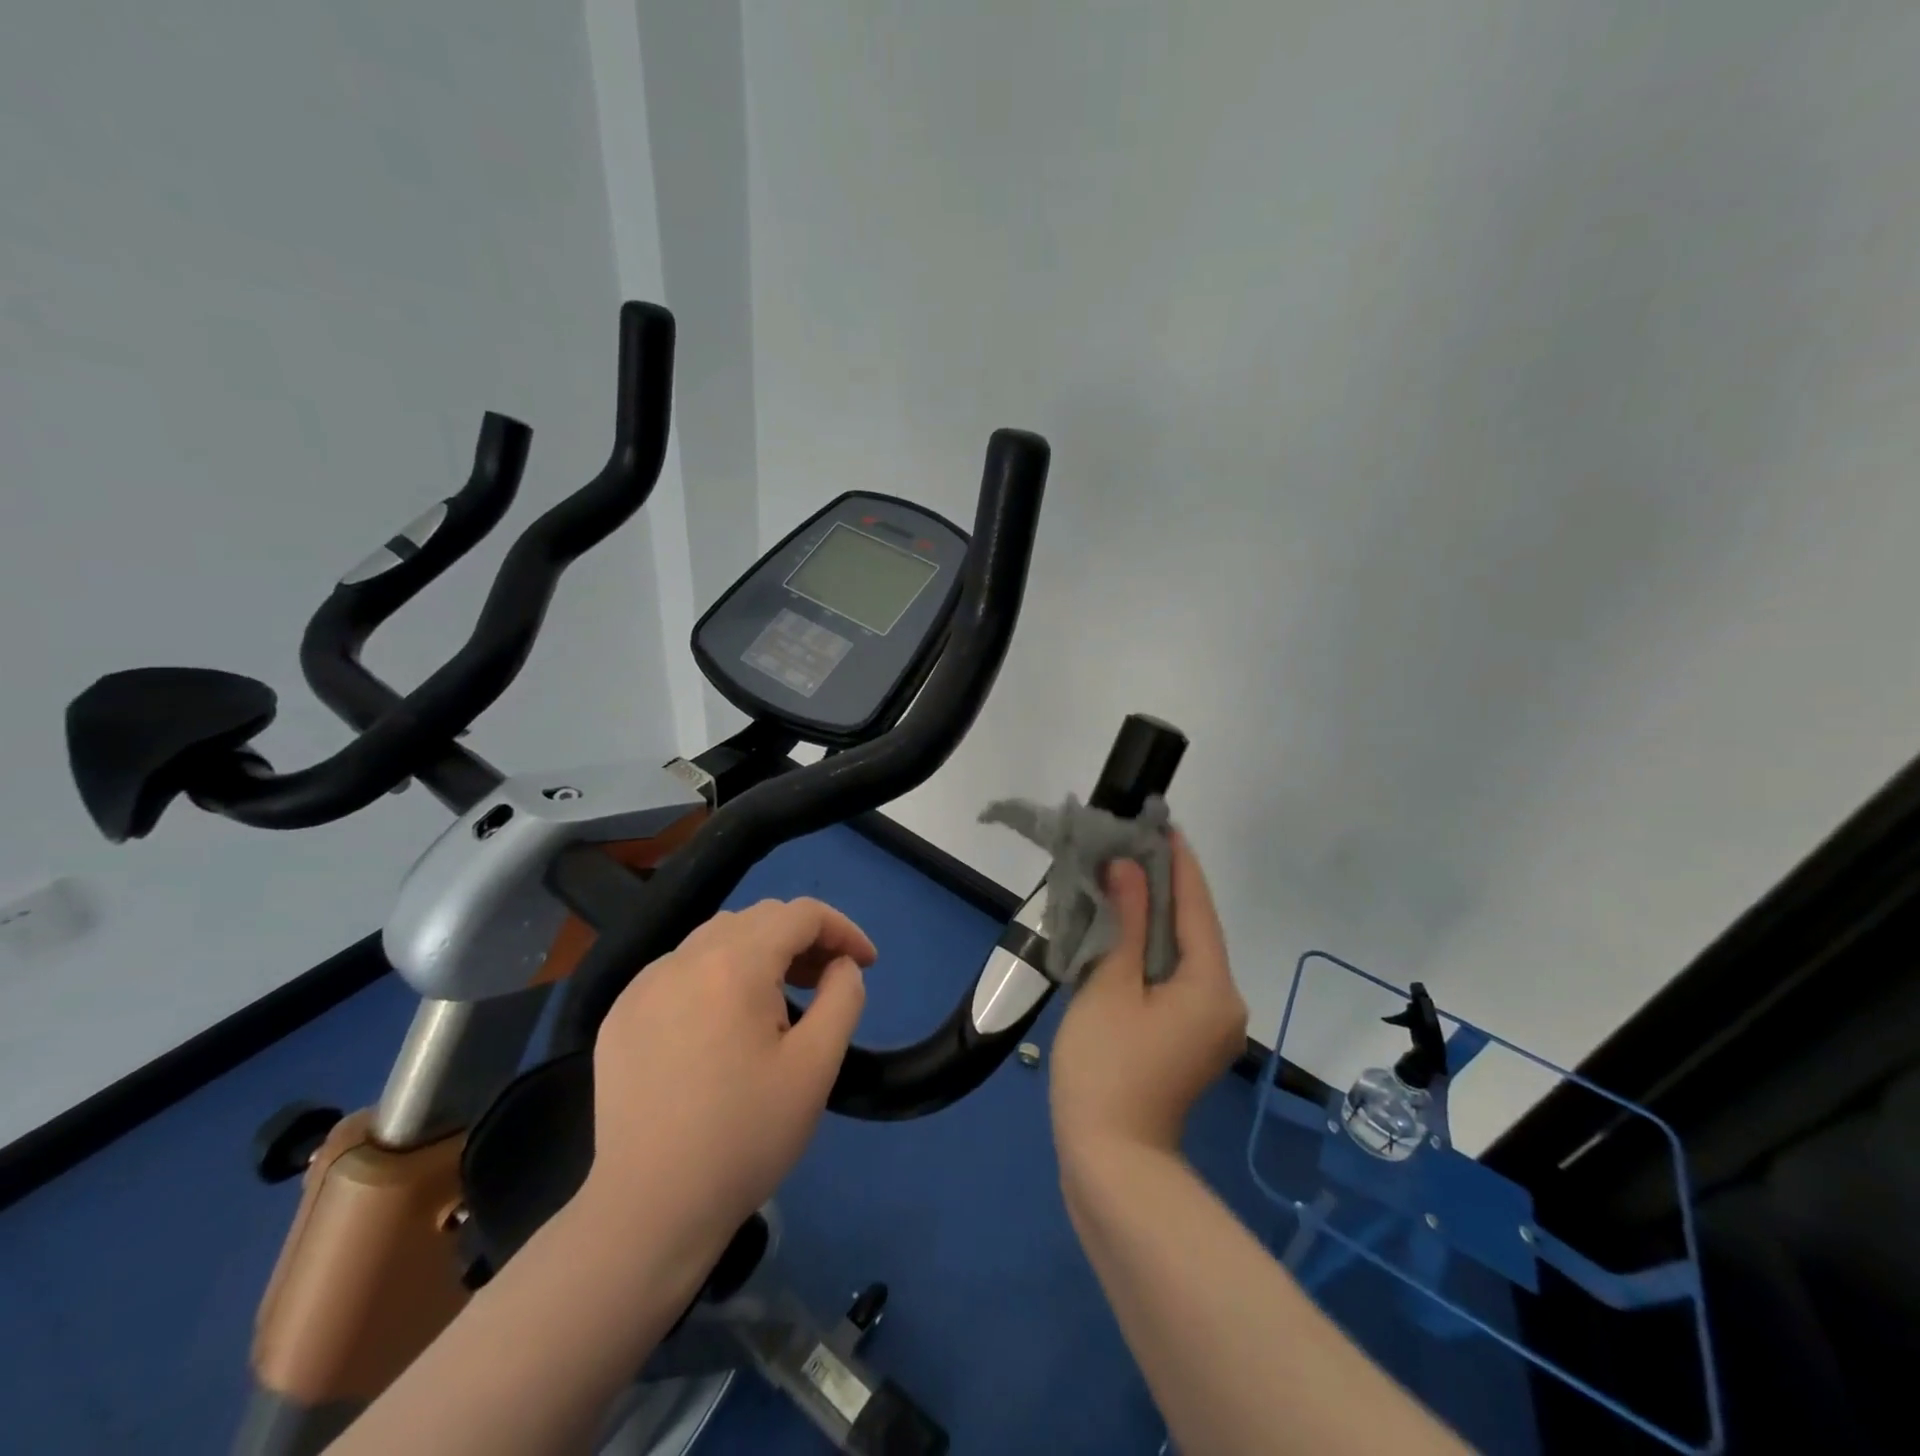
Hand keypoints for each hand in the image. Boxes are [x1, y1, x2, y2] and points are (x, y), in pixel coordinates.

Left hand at [582, 898, 876, 1244]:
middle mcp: (684, 959)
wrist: (650, 1211)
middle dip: (803, 938)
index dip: (842, 929)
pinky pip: (681, 968)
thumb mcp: (817, 1066)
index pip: (800, 915)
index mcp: (734, 965)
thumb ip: (843, 998)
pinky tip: (723, 1021)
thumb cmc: (745, 1137)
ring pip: (717, 937)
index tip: (866, 964)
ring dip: (760, 951)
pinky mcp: (621, 1015)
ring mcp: (644, 985)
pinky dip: (716, 974)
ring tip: (780, 998)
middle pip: (758, 918)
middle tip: (827, 980)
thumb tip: (841, 966)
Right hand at [1049, 833, 1248, 1159]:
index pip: (1197, 906)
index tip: (1162, 823)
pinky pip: (1176, 979)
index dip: (1179, 862)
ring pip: (1184, 955)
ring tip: (1123, 878)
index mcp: (1212, 985)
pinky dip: (1152, 952)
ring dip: (1155, 919)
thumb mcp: (1111, 986)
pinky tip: (1125, 932)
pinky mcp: (1190, 1040)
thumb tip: (1129, 869)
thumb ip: (1126, 923)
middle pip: (1195, 930)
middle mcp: (1224, 1000)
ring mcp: (1210, 1024)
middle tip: (1130, 847)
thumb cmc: (1107, 1067)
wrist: (1111, 1162)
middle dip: (1165, 887)